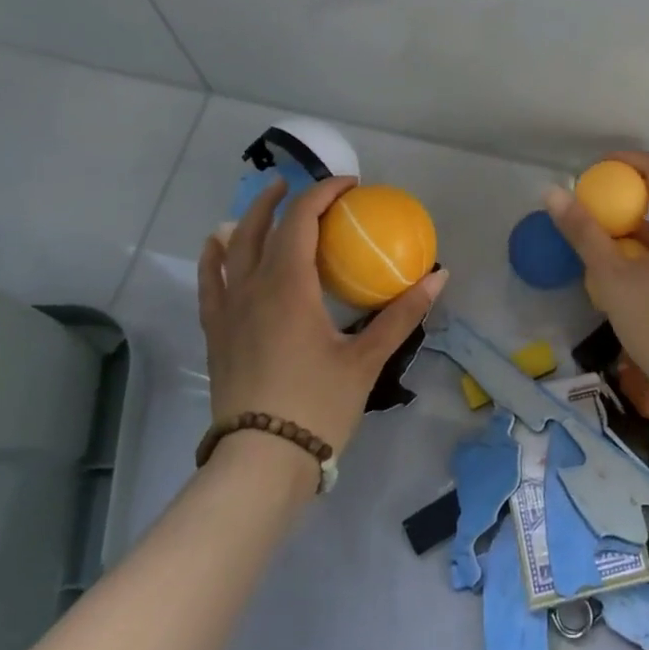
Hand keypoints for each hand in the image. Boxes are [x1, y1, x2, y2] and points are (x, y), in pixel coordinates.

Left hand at [200, 176, 446, 458]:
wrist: (260, 463)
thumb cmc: (317, 406)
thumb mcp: (366, 360)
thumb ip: (401, 314)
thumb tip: (439, 277)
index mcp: (289, 285)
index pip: (302, 220)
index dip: (324, 194)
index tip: (350, 186)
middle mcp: (253, 287)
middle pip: (263, 225)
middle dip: (284, 198)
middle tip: (308, 187)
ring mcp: (229, 310)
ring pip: (232, 248)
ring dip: (251, 218)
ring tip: (267, 204)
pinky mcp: (216, 333)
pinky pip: (209, 281)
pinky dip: (214, 256)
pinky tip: (216, 245)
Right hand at [545, 151, 648, 419]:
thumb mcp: (612, 276)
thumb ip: (583, 233)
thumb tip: (552, 192)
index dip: (626, 159)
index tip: (594, 168)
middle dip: (618, 199)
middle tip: (584, 209)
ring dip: (622, 232)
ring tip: (589, 246)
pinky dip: (632, 257)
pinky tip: (608, 280)